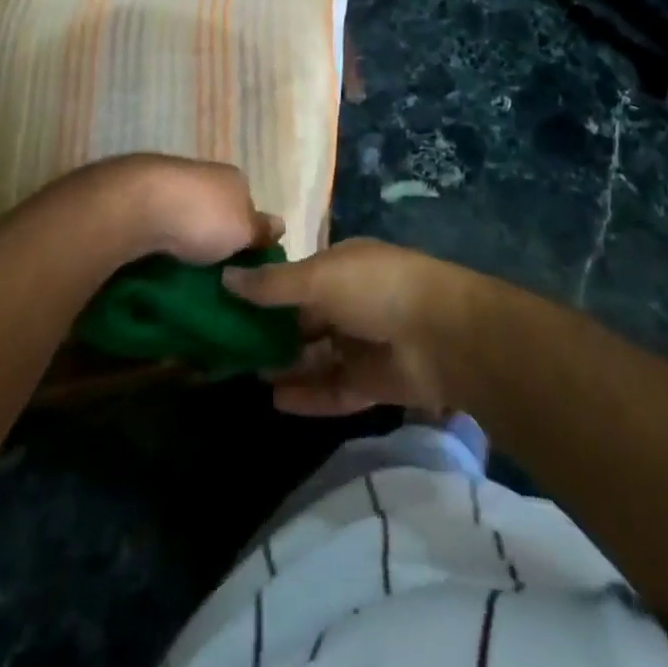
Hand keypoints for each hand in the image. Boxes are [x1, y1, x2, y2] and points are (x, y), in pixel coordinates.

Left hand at [46, 153, 282, 266]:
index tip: (242, 262)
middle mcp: (201, 174)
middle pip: (214, 209)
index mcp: (232, 178)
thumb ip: (261, 230)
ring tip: (182, 275)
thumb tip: (281, 224)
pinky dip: (156, 240)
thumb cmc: (201, 216)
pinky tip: (153, 262)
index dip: (246, 231)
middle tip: (213, 274)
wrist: (135, 204)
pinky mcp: (135, 196)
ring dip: (182, 239)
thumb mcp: (244, 230)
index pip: (247, 204)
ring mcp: (166, 182)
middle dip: (213, 235)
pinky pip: (154, 222)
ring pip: (182, 215)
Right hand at [223, 239, 478, 415]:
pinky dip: (308, 394)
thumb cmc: (376, 289)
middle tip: (230, 350)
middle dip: (272, 332)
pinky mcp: (374, 382)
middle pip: (304, 319)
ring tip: (248, 376)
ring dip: (287, 365)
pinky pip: (334, 389)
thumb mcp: (318, 277)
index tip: (228, 307)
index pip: (296, 278)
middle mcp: (351, 301)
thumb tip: (224, 276)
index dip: (265, 291)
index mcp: (342, 265)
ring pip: (317, 356)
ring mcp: (363, 342)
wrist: (443, 335)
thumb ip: (272, 284)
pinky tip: (276, 400)